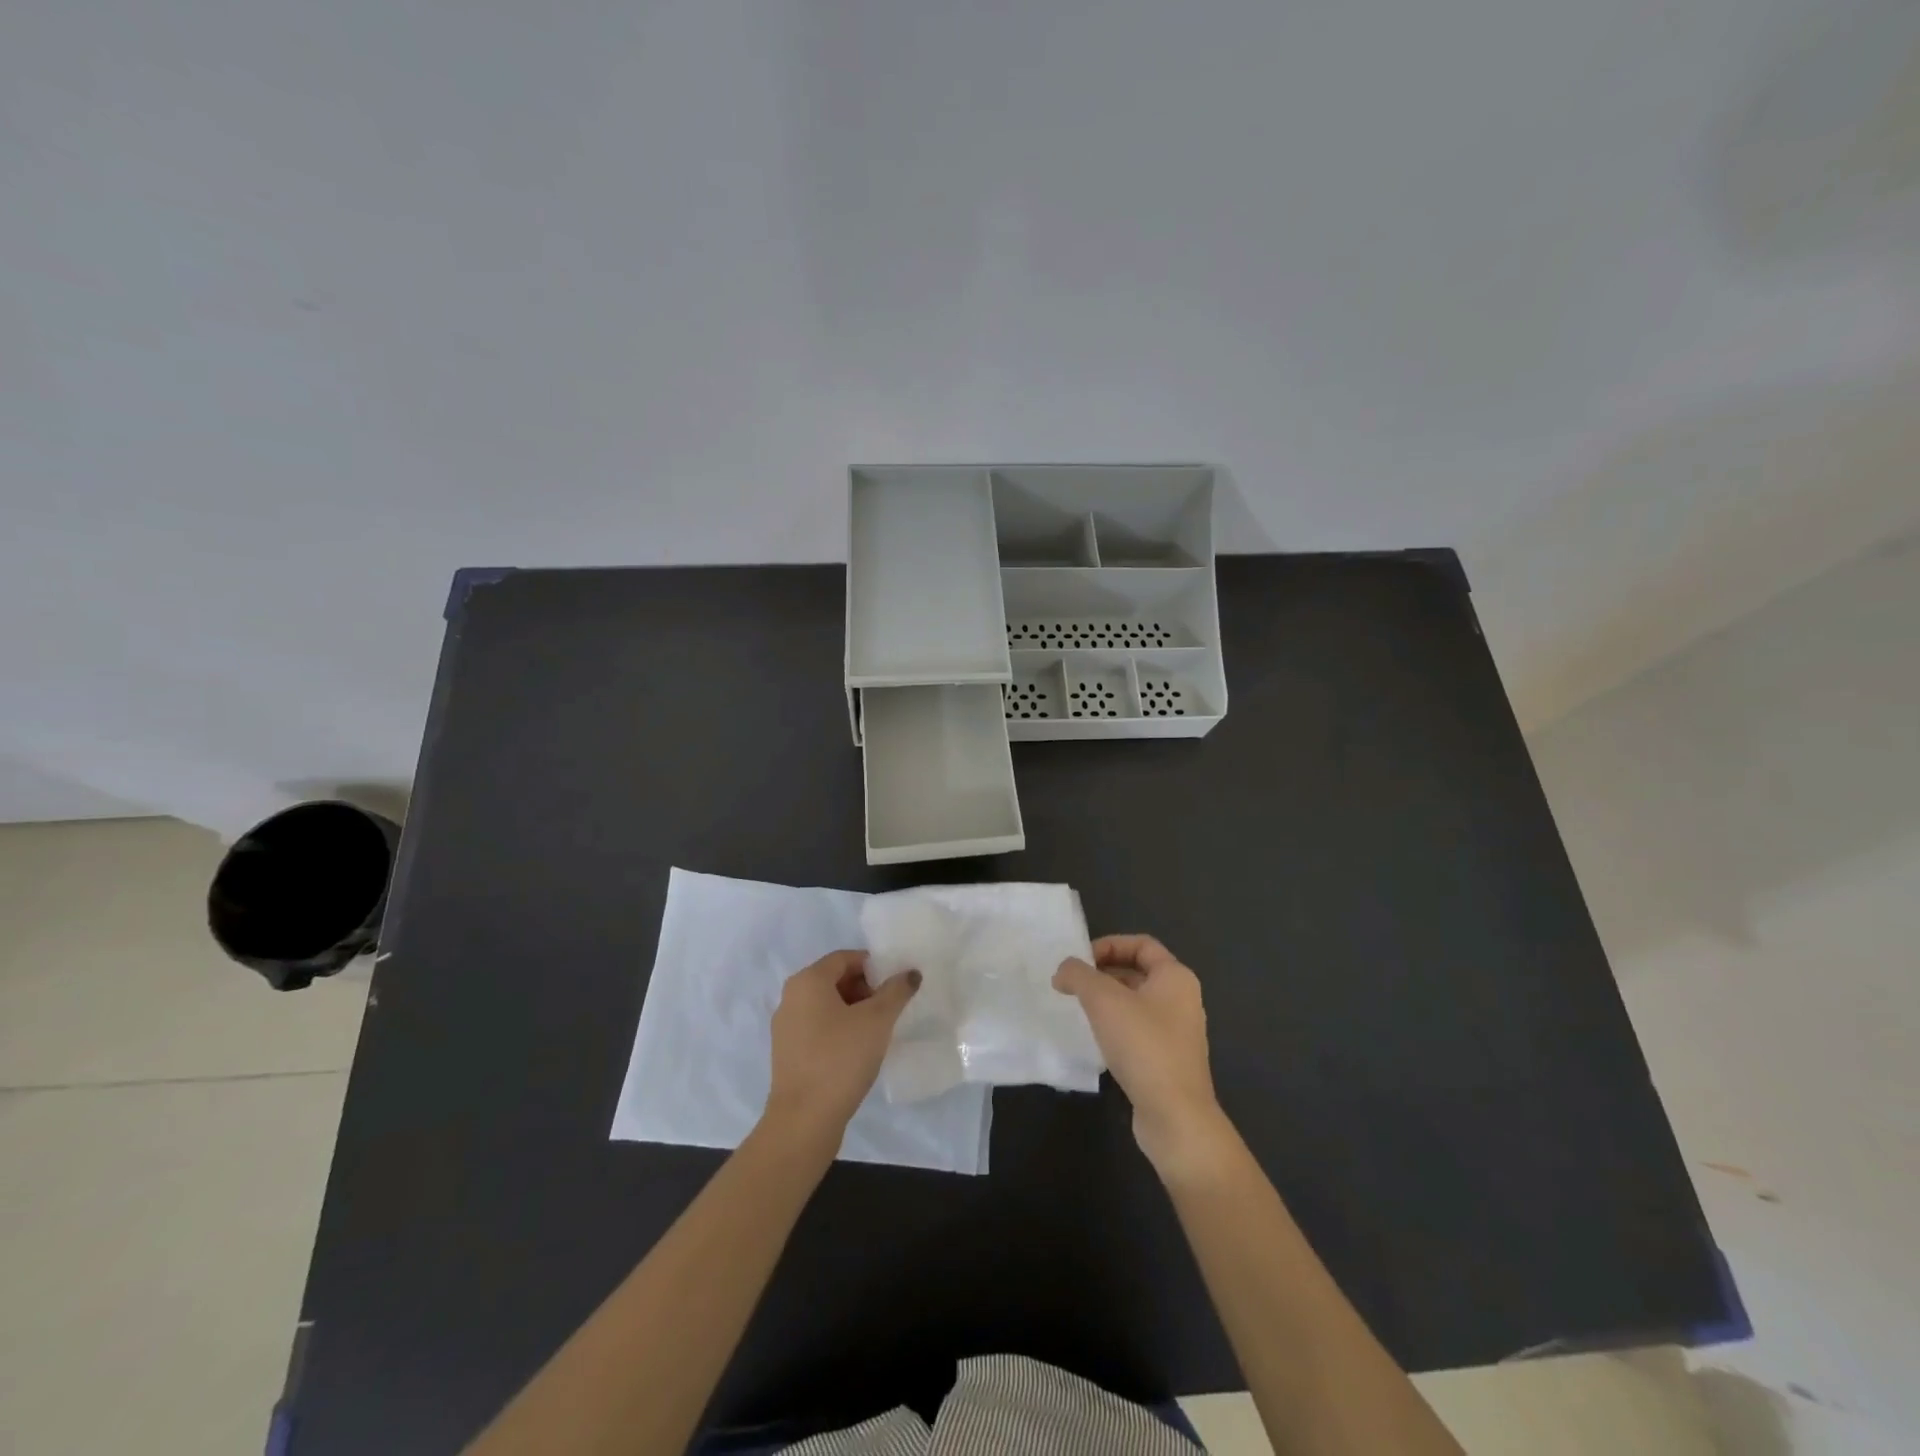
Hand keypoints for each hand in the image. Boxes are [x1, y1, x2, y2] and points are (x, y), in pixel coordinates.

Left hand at [763, 951, 919, 1148]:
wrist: (804, 1121)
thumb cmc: (840, 1059)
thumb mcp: (877, 1020)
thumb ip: (896, 991)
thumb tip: (910, 973)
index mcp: (807, 981)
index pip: (845, 958)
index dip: (873, 966)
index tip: (895, 985)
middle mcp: (791, 998)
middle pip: (834, 980)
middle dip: (865, 989)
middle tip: (889, 1009)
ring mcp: (786, 1027)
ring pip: (826, 1006)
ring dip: (854, 1011)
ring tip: (878, 1031)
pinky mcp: (788, 1054)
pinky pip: (818, 1028)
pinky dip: (839, 1030)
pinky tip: (858, 1051)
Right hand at [1054, 935, 1235, 1179]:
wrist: (1175, 1116)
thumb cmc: (1143, 1046)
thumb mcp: (1103, 1000)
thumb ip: (1078, 975)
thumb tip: (1063, 970)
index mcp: (1176, 977)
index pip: (1141, 944)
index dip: (1109, 945)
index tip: (1080, 960)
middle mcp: (1182, 999)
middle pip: (1139, 972)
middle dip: (1104, 973)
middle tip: (1073, 984)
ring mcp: (1178, 1032)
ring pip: (1137, 1002)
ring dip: (1108, 1001)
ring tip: (1078, 1009)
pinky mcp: (1169, 1060)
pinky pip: (1139, 1030)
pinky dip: (1116, 1026)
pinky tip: (1096, 1039)